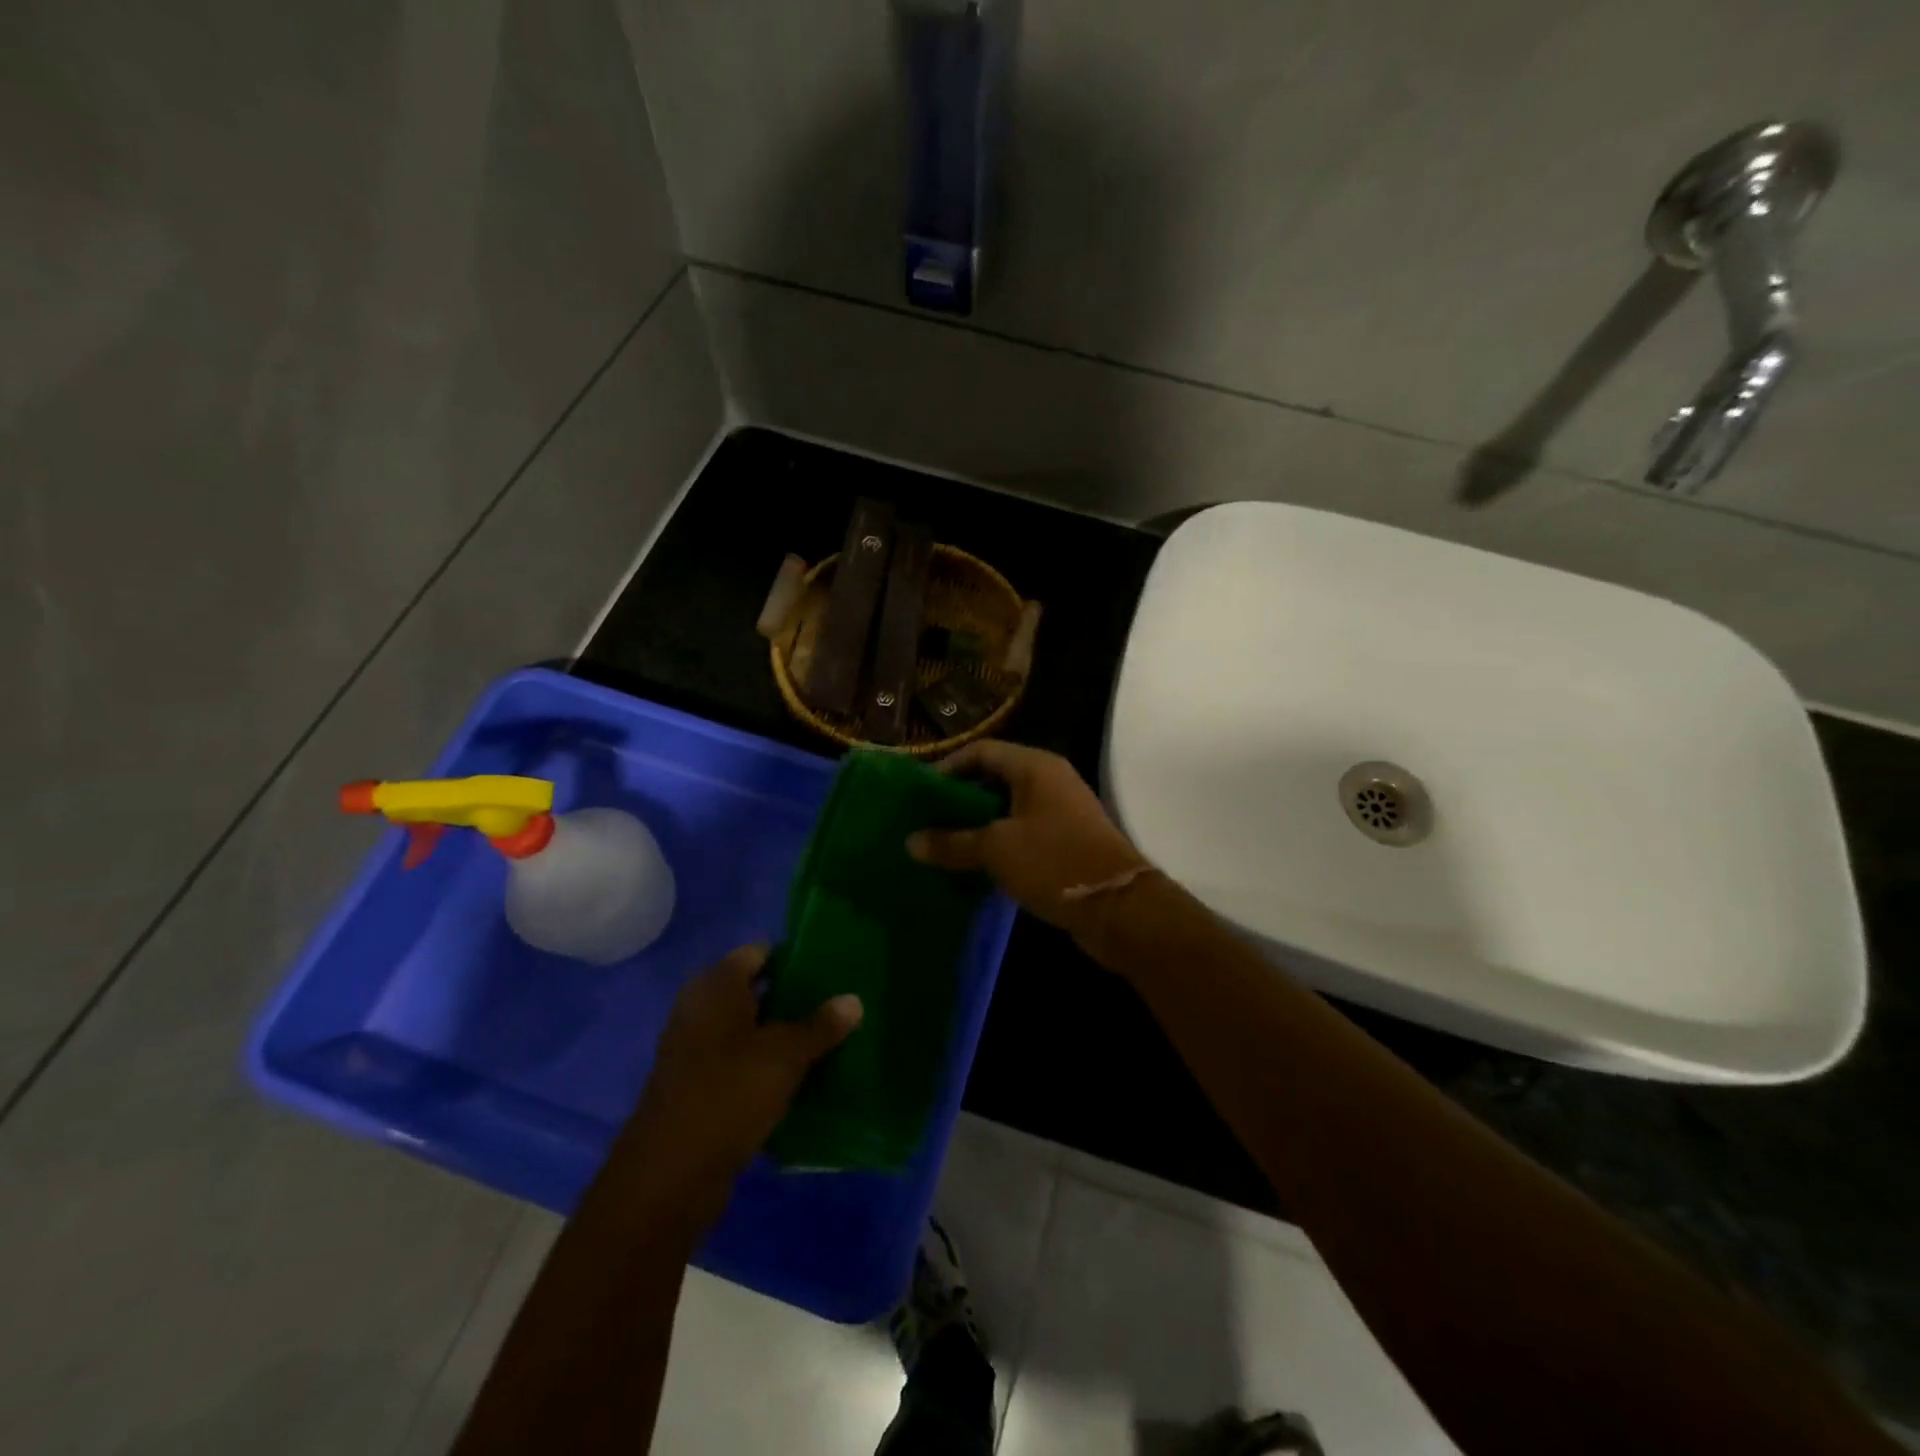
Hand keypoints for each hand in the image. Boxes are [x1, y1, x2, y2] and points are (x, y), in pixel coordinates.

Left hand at [611, 946, 861, 1234]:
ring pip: (753, 1030)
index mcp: (716, 986)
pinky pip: (744, 1063)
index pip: (760, 953)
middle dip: (797, 997)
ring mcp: (699, 1050)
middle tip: (842, 1000)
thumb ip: (820, 1026)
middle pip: (757, 991)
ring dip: (786, 1034)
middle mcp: (703, 1010)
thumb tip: (854, 999)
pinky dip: (770, 1065)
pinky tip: (807, 1075)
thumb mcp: (784, 1056)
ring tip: (834, 1035)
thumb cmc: (727, 1095)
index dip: (795, 956)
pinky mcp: (702, 1087)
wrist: (669, 1177)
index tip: (833, 966)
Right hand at [906, 740, 1149, 947]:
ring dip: (975, 825)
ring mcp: (1059, 812)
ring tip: (940, 843)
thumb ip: (951, 843)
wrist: (1118, 907)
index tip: (920, 794)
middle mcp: (1049, 781)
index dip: (947, 767)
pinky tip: (970, 863)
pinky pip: (1020, 832)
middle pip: (993, 778)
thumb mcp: (996, 850)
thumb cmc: (1054, 862)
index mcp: (1035, 767)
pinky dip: (995, 843)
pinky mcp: (1064, 841)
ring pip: (1006, 809)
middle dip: (959, 799)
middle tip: (925, 820)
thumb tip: (910, 842)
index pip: (981, 752)